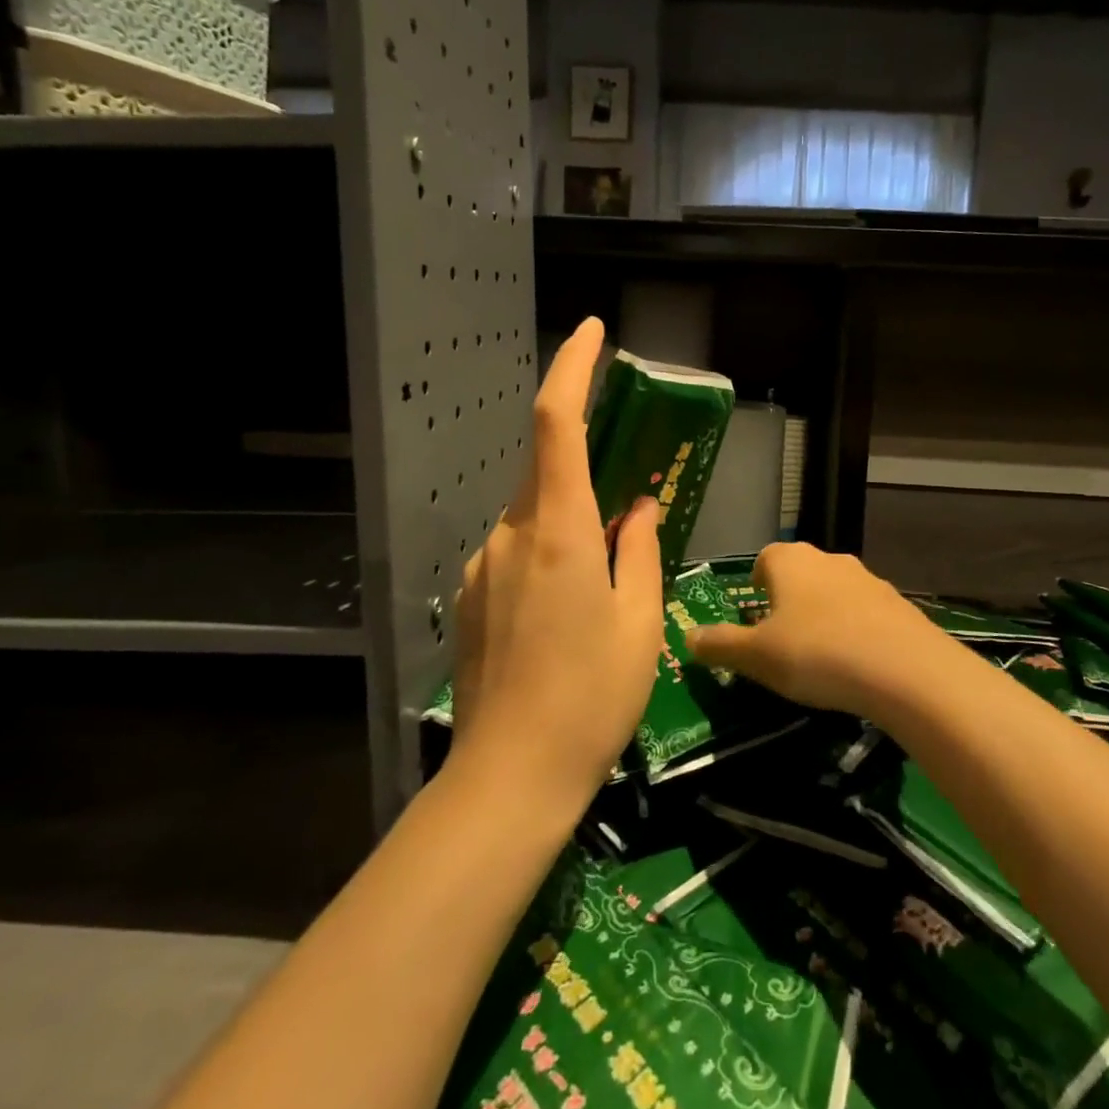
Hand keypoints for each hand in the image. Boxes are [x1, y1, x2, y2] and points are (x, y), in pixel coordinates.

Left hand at [450, 317, 662, 812]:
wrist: (510, 777)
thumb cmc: (592, 696)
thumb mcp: (639, 620)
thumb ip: (638, 549)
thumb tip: (637, 507)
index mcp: (559, 531)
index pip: (558, 423)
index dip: (573, 367)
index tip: (592, 331)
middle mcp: (510, 534)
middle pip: (548, 473)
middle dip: (587, 472)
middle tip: (627, 513)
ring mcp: (482, 566)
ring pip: (533, 518)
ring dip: (569, 527)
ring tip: (601, 590)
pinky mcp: (469, 597)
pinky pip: (515, 553)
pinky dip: (546, 558)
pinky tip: (564, 616)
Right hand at [688, 542, 957, 721]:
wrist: (904, 668)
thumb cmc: (816, 653)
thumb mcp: (756, 656)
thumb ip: (720, 645)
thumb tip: (687, 637)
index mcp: (790, 561)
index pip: (764, 559)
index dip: (756, 584)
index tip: (754, 614)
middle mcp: (828, 558)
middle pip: (800, 573)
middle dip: (788, 601)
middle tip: (781, 640)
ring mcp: (867, 578)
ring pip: (833, 591)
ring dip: (823, 614)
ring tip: (820, 656)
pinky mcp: (897, 603)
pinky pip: (864, 612)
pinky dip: (855, 630)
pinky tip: (856, 665)